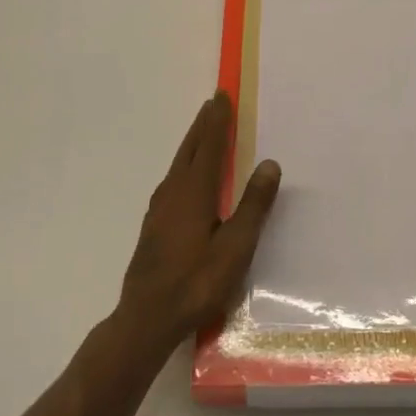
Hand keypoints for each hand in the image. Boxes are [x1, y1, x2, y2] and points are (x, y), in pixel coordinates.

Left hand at [116, 92, 280, 356]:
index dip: (217, 121)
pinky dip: (185, 165)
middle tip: (212, 103)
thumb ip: (253, 205)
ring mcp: (159, 210)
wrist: (146, 319)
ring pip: (178, 165)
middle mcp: (173, 193)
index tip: (222, 96)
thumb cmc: (196, 283)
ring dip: (192, 143)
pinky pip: (173, 180)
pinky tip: (186, 178)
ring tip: (203, 131)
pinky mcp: (154, 226)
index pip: (209, 146)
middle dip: (202, 125)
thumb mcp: (235, 247)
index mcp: (194, 193)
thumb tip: (269, 164)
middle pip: (189, 150)